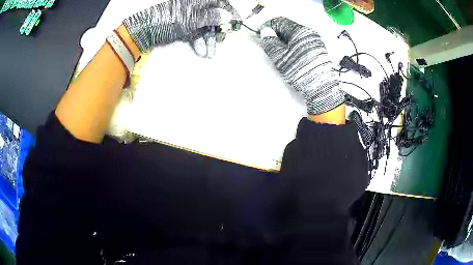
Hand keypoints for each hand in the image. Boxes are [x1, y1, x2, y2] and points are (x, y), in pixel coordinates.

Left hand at [123, 0, 239, 54]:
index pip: (220, 3)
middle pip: (214, 16)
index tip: (236, 23)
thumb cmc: (167, 21)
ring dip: (209, 40)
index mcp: (198, 1)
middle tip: (222, 39)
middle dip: (219, 29)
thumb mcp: (191, 18)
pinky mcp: (183, 27)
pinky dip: (199, 42)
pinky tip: (202, 50)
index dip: (230, 12)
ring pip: (205, 27)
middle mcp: (195, 7)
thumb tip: (227, 15)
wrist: (145, 31)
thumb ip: (211, 16)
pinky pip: (196, 33)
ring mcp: (189, 18)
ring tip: (211, 52)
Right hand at [260, 17, 344, 114]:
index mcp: (300, 30)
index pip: (280, 21)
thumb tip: (265, 32)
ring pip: (295, 35)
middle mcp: (310, 32)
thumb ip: (270, 42)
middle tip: (267, 43)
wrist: (321, 88)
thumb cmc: (299, 70)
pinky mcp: (318, 50)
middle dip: (276, 33)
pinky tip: (289, 54)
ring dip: (284, 39)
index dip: (267, 26)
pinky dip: (293, 45)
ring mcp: (316, 41)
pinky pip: (302, 42)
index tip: (259, 34)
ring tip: (277, 50)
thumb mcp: (280, 57)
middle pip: (288, 27)